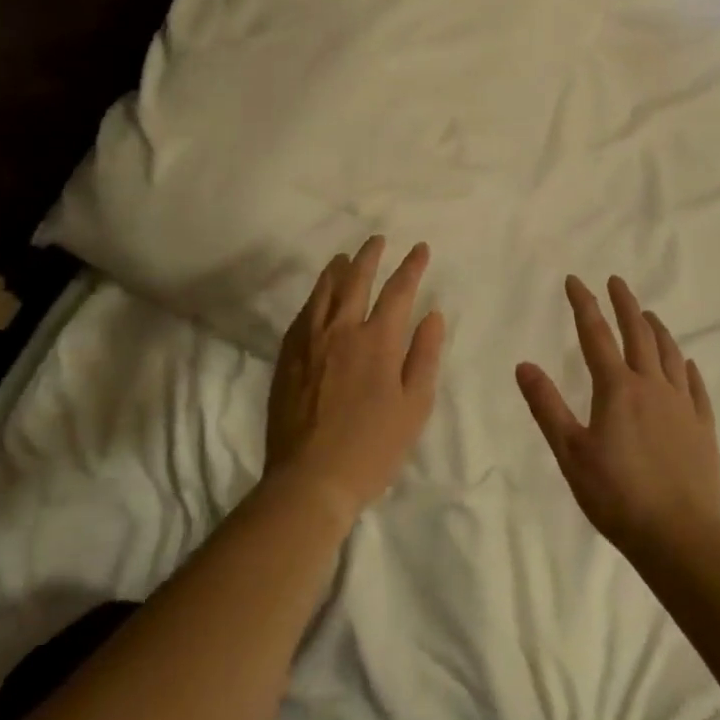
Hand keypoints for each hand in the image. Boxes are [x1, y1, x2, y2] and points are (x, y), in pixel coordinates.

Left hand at [266, 236, 445, 523]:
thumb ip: (424, 355)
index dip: (411, 267)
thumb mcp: (414, 406)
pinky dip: (314, 297)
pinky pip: (302, 314)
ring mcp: (310, 342)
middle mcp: (341, 330)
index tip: (419, 248)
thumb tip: (432, 314)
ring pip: (323, 292)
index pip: (398, 291)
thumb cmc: (373, 447)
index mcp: (378, 341)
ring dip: (337, 270)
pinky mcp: (287, 357)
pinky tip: (317, 297)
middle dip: (369, 256)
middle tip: (377, 240)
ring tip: (344, 257)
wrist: (310, 479)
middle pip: (356, 280)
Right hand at [517, 275, 719, 557]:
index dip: (584, 304)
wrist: (679, 535)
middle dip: (626, 305)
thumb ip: (547, 406)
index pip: (595, 335)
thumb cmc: (616, 495)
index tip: (575, 280)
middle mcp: (652, 386)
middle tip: (617, 282)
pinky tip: (685, 363)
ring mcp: (682, 406)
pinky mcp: (703, 427)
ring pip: (669, 355)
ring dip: (657, 330)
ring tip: (649, 315)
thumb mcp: (570, 452)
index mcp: (617, 389)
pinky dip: (686, 367)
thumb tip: (524, 365)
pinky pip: (695, 387)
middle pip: (638, 335)